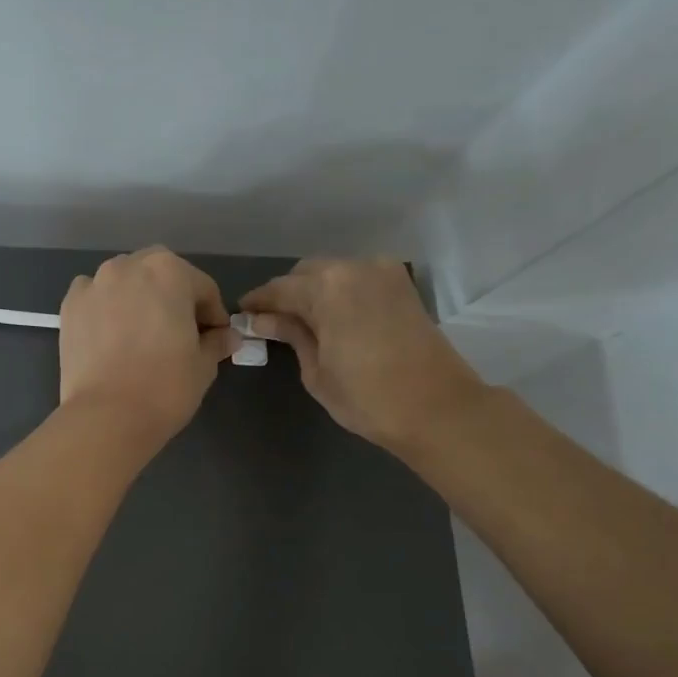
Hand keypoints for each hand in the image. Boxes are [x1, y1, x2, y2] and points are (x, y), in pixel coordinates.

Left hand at [59, 247, 240, 441]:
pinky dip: (105, 310)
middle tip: (178, 334)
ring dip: (137, 300)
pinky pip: (95, 299)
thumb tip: (227, 337)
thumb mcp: (203, 366)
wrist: (106, 418)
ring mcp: (94, 284)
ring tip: (141, 336)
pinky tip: (111, 338)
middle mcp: (129, 266)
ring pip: (124, 283)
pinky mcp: (69, 307)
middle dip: (173, 299)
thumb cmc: (164, 389)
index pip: (203, 288)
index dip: (213, 315)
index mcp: (169, 272)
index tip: (215, 338)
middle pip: (160, 276)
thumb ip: (216, 342)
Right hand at [240, 259, 487, 454]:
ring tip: (302, 322)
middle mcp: (355, 268)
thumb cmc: (366, 398)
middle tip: (271, 323)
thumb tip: (261, 320)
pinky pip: (358, 279)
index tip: (241, 315)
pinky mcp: (402, 285)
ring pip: (334, 273)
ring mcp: (383, 272)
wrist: (436, 408)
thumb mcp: (316, 370)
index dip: (257, 302)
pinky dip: (340, 292)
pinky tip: (332, 318)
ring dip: (314, 292)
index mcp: (327, 288)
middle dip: (286, 294)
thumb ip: (290, 335)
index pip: (279, 289)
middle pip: (306, 273)